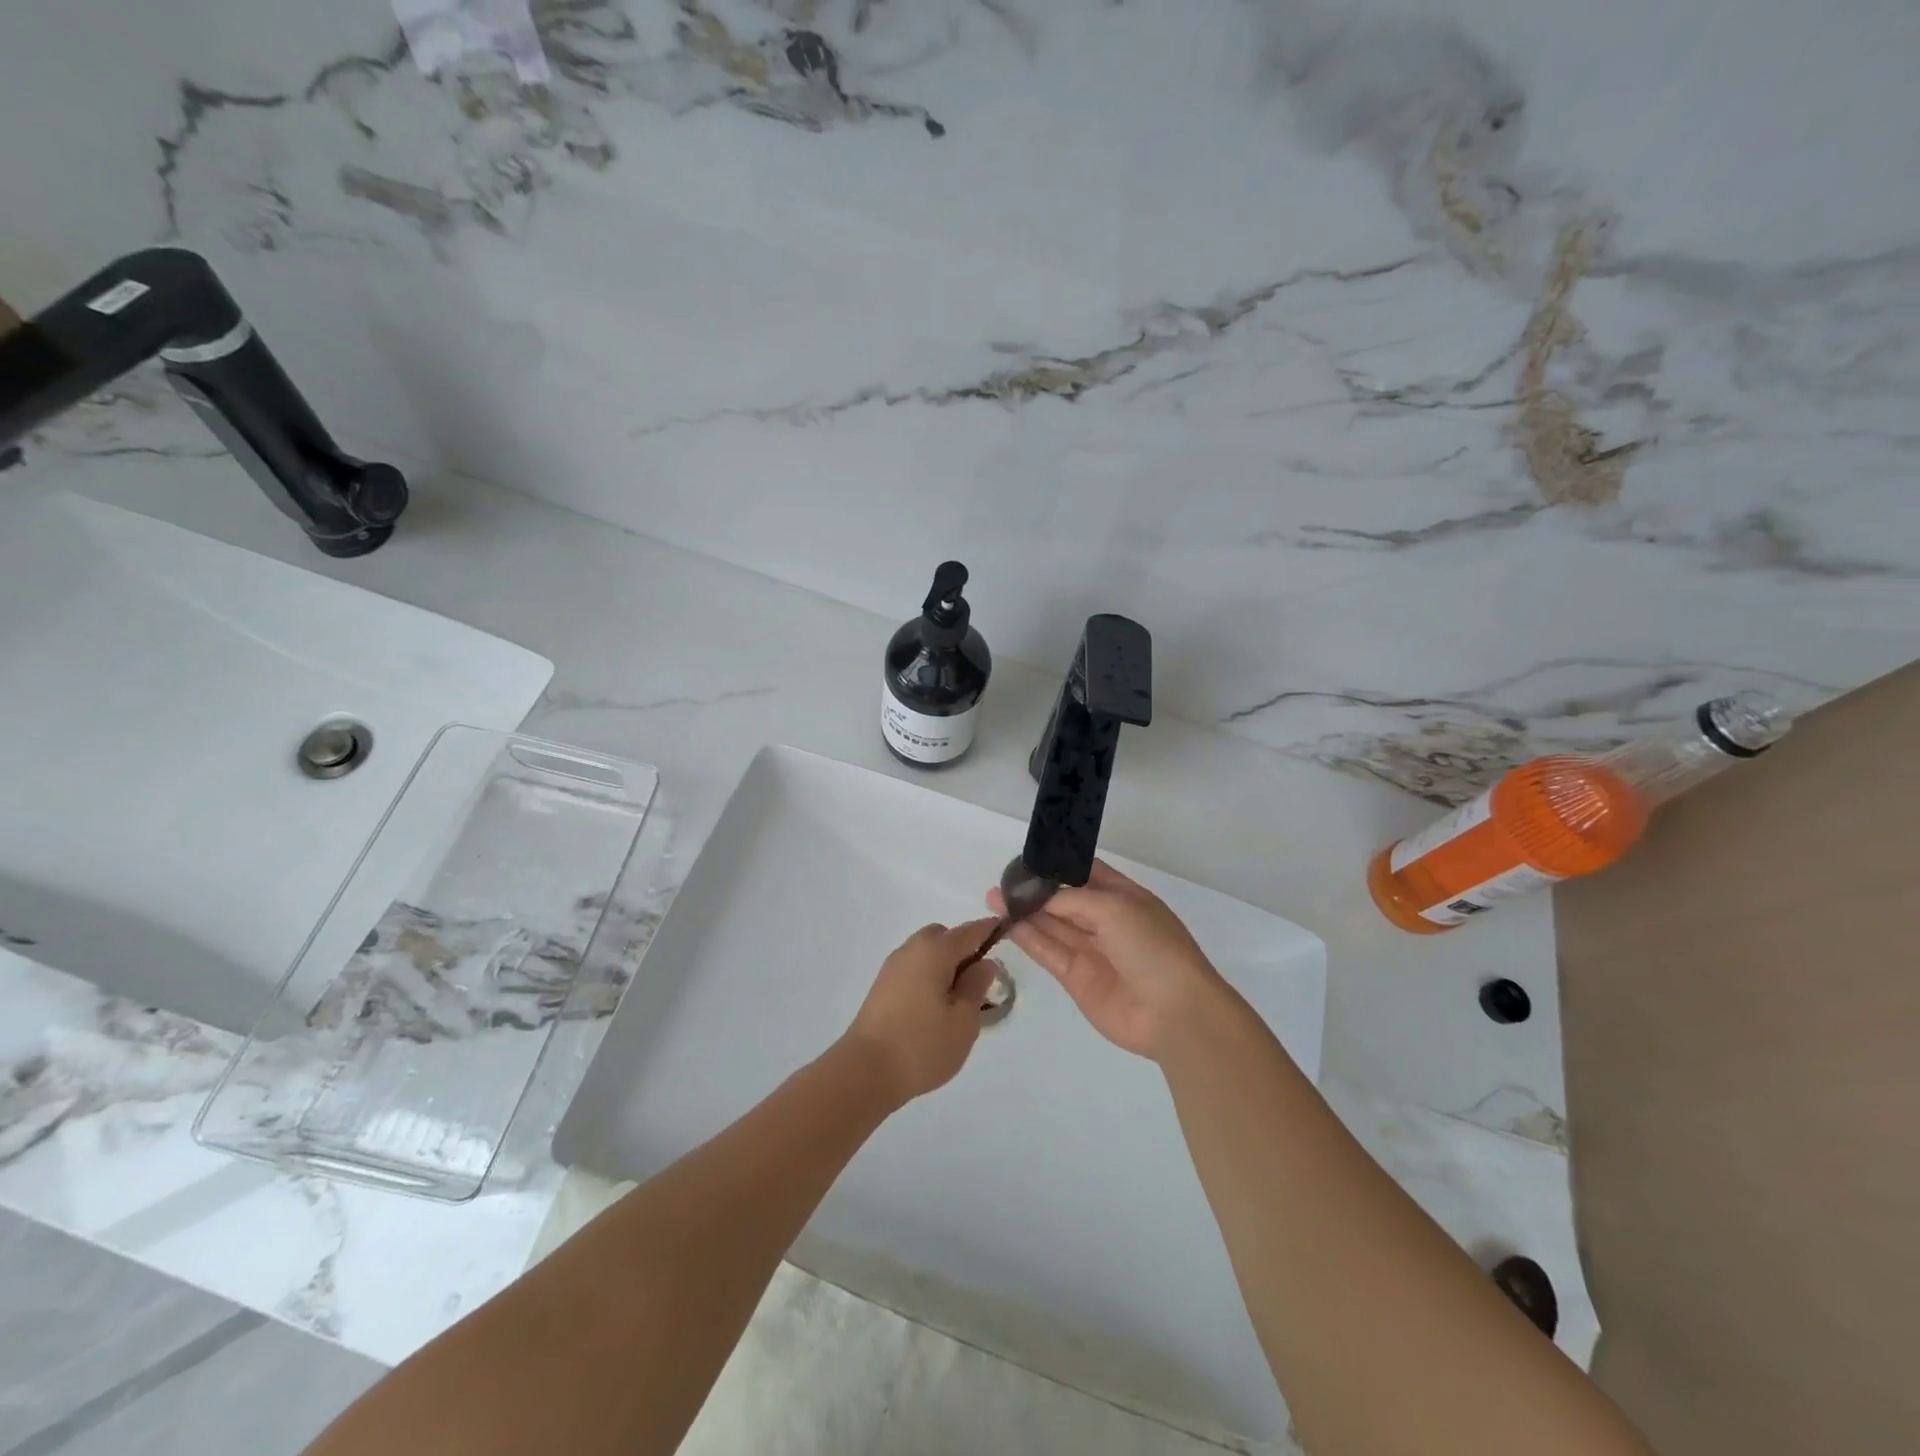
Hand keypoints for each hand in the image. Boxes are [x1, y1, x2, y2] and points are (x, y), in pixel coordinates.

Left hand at [841, 920, 1001, 1106]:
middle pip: (943, 937)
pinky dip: (928, 977)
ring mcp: (892, 968)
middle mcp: (911, 950)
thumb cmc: (922, 1044)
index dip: (990, 930)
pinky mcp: (881, 988)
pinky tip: (934, 1009)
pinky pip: (913, 970)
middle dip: (963, 949)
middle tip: (978, 981)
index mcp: (935, 950)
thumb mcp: (964, 1020)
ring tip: (958, 1001)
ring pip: (926, 953)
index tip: (1006, 932)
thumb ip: (976, 986)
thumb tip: (984, 963)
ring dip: (944, 965)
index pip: (969, 931)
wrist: (865, 1071)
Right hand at [988, 860, 1226, 1060]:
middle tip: (1001, 882)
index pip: (1085, 873)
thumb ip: (1072, 899)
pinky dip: (1029, 939)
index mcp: (1124, 897)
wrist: (1174, 1012)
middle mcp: (1106, 921)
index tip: (1027, 860)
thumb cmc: (1152, 946)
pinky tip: (1007, 924)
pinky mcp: (1077, 979)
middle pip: (1064, 901)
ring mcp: (1091, 951)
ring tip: (994, 900)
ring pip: (1052, 926)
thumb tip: (1041, 900)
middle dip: (1035, 891)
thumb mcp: (1115, 907)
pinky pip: (1049, 953)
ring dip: (1025, 914)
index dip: (1058, 866)